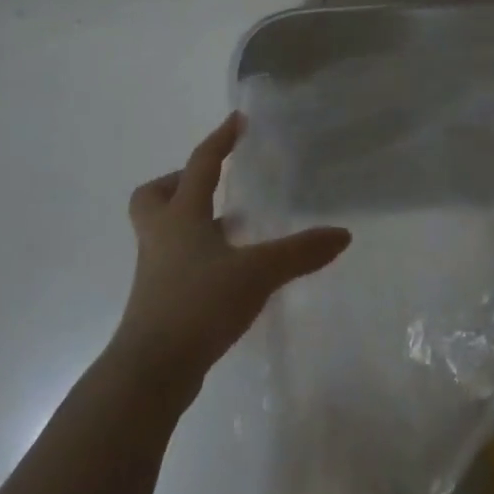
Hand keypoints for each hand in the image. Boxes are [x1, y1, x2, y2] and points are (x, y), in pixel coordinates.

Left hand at [113, 113, 350, 388]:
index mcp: (181, 216)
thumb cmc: (198, 305)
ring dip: (192, 222)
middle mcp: (162, 237)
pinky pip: (174, 263)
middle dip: (179, 183)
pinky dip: (197, 257)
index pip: (201, 164)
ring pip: (165, 231)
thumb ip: (300, 252)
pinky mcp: (158, 303)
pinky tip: (227, 271)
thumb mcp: (257, 273)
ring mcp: (155, 272)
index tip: (237, 120)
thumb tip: (343, 234)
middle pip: (154, 195)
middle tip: (212, 185)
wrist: (150, 373)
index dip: (220, 139)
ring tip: (231, 229)